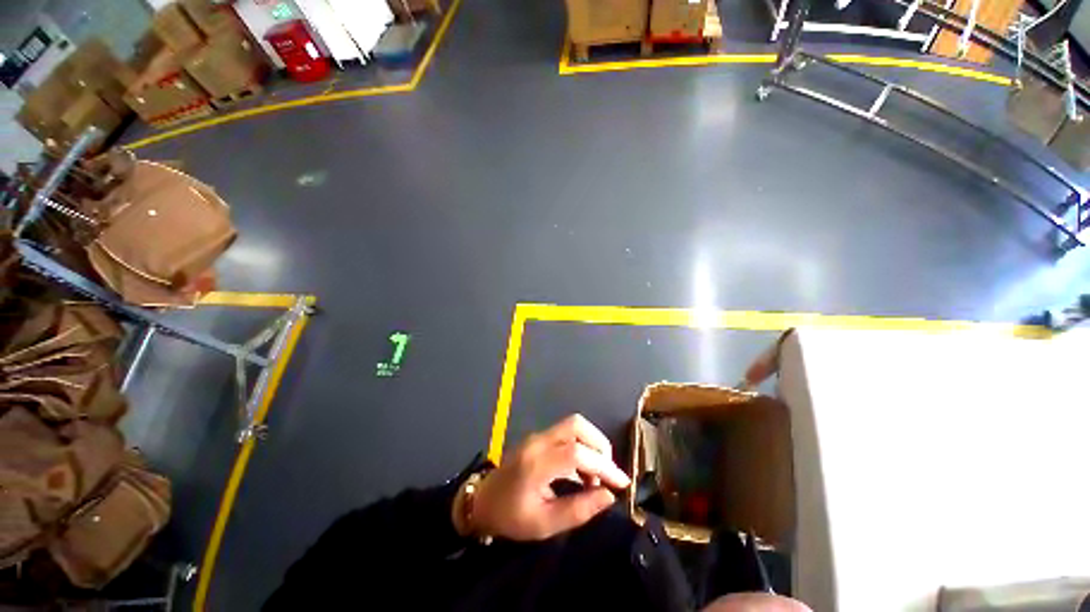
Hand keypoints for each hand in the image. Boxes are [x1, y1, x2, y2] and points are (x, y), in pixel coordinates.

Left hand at [470, 414, 630, 540]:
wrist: (483, 501)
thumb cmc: (511, 517)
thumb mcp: (545, 524)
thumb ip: (578, 509)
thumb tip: (609, 495)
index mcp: (537, 463)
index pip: (577, 453)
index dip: (603, 465)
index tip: (622, 483)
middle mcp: (539, 441)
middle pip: (577, 425)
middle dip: (599, 445)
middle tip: (607, 473)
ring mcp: (538, 435)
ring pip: (573, 425)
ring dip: (591, 444)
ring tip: (595, 475)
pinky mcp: (539, 437)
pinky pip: (567, 432)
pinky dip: (582, 445)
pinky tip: (581, 471)